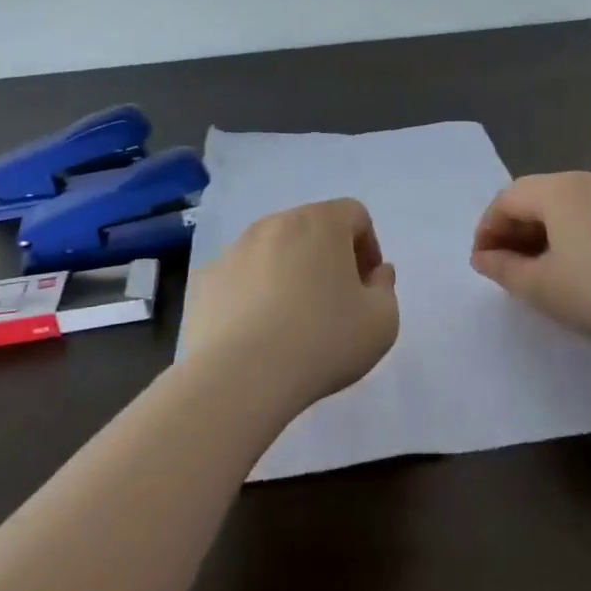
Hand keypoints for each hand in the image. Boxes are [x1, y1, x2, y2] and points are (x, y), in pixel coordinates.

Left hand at [182, 199, 399, 415]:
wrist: (241, 376)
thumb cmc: (323, 341)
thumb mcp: (381, 322)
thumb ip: (385, 289)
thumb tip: (376, 273)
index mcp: (321, 222)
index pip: (354, 214)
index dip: (368, 247)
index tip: (366, 286)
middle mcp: (275, 223)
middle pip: (311, 227)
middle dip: (327, 256)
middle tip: (334, 302)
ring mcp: (235, 249)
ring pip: (272, 250)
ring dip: (288, 272)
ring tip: (292, 320)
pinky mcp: (206, 279)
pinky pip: (240, 276)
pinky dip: (253, 293)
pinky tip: (257, 333)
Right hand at [470, 172, 590, 347]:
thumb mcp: (541, 287)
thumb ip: (502, 268)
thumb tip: (483, 256)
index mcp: (557, 189)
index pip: (506, 200)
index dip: (487, 230)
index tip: (482, 264)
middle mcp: (584, 180)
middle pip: (533, 196)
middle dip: (511, 229)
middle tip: (504, 267)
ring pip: (560, 205)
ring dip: (539, 232)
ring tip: (535, 269)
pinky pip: (586, 212)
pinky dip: (567, 232)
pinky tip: (572, 265)